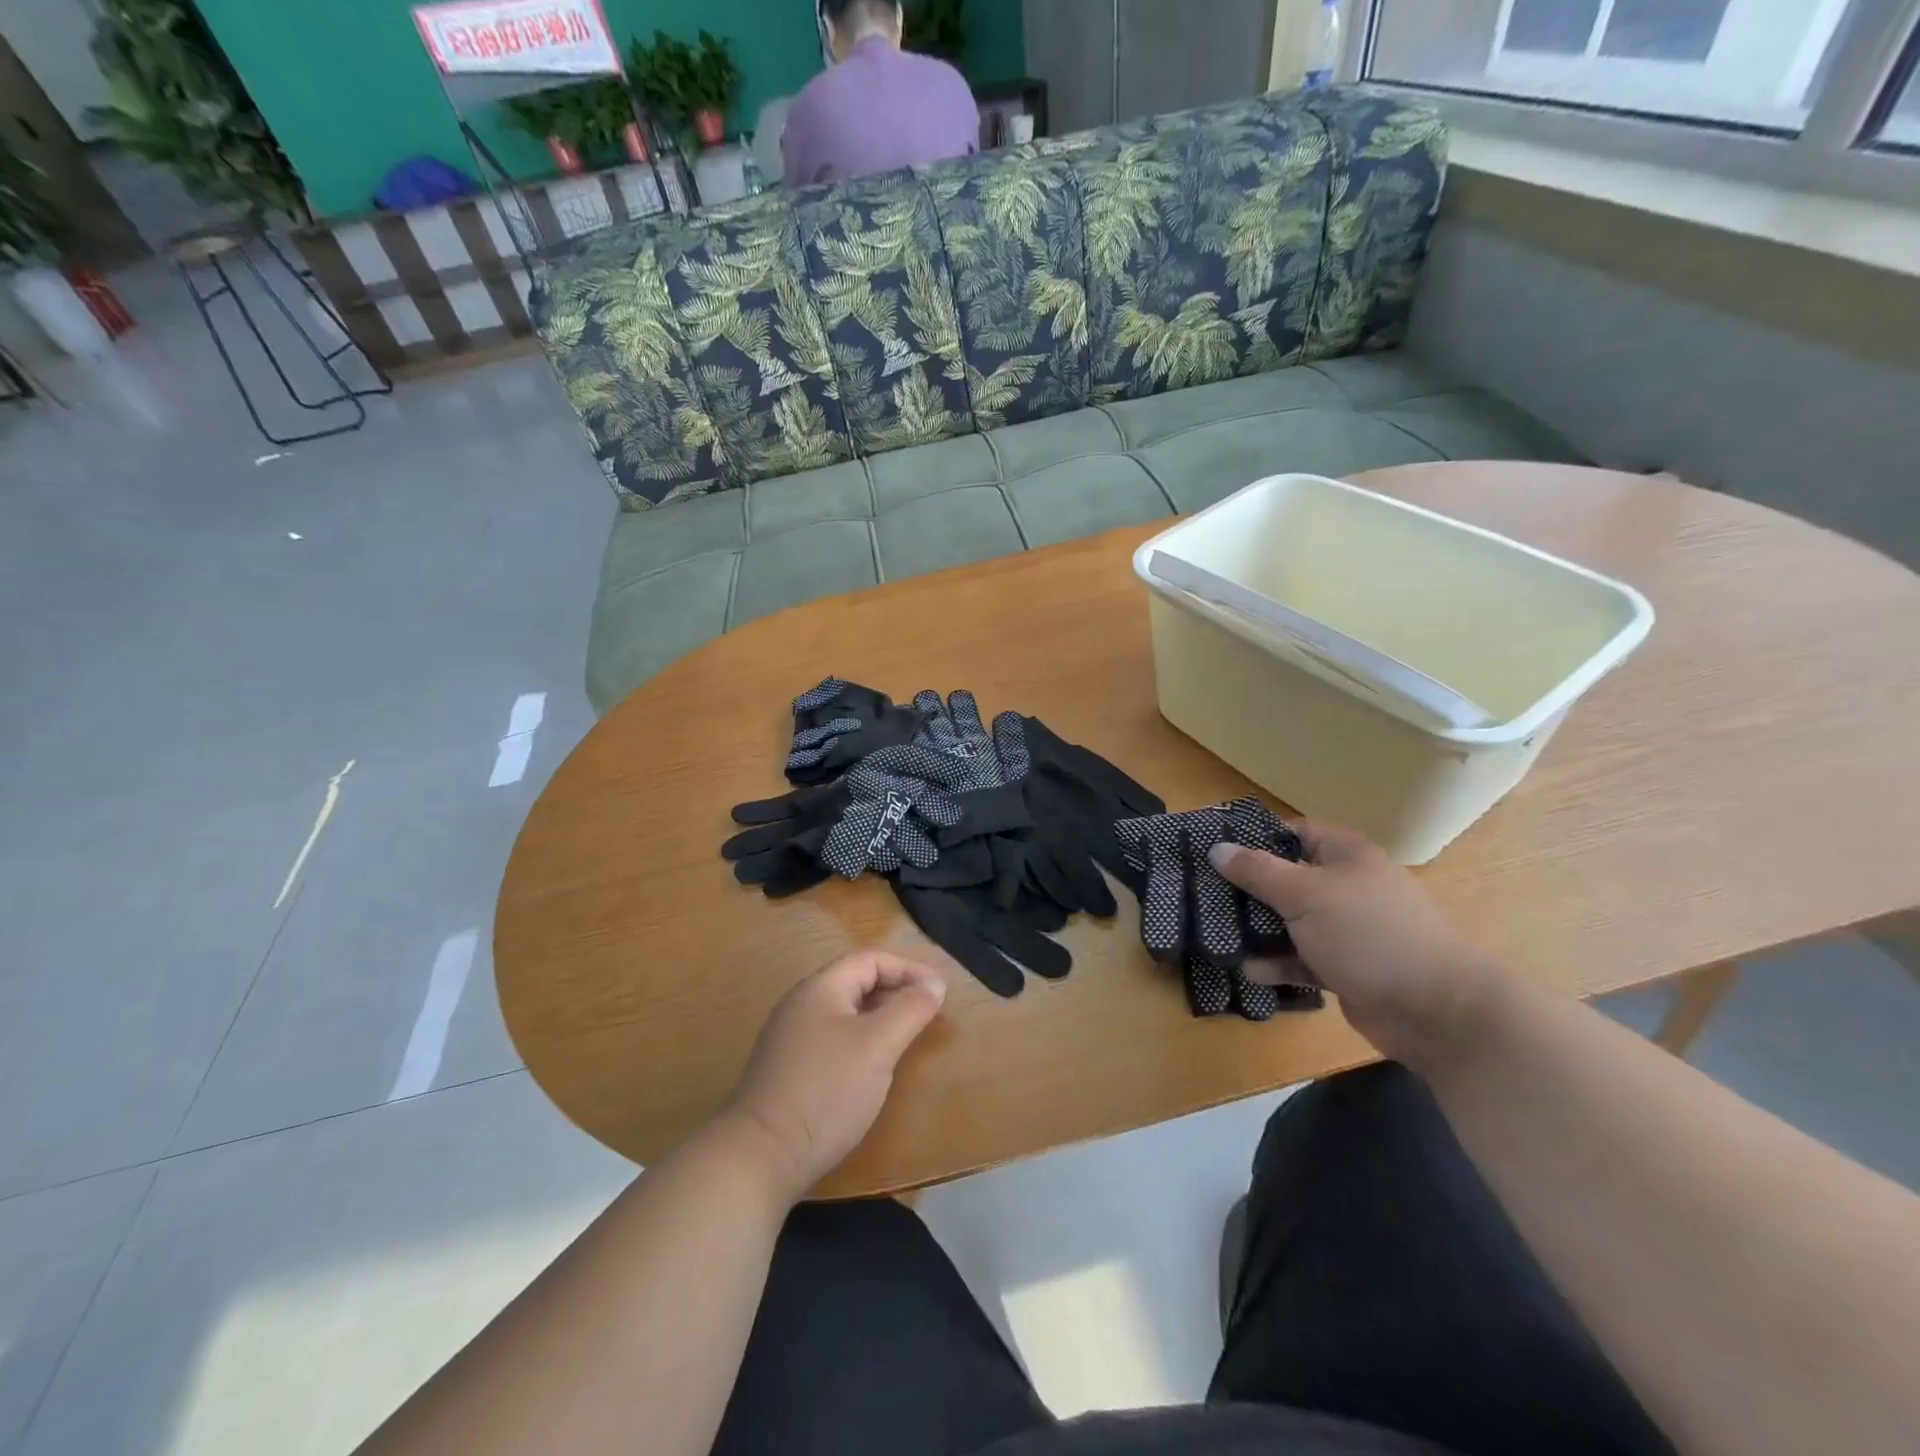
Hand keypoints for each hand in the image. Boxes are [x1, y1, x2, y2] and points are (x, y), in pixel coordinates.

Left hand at [722, 951, 946, 1202]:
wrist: (761, 1156)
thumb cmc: (826, 1091)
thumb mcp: (878, 1045)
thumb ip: (909, 1009)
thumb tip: (935, 983)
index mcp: (820, 988)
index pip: (870, 960)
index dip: (908, 969)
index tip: (939, 990)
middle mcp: (801, 1004)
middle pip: (855, 982)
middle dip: (895, 990)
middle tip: (927, 1011)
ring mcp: (790, 1037)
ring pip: (844, 1012)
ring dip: (879, 1016)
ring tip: (906, 1035)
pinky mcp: (788, 1068)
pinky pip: (833, 1037)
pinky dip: (861, 1039)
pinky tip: (872, 1066)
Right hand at [1210, 822, 1503, 1065]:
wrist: (1437, 1011)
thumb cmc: (1369, 934)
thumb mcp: (1306, 894)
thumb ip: (1258, 871)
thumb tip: (1217, 848)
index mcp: (1345, 855)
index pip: (1294, 832)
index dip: (1255, 837)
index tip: (1215, 848)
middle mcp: (1346, 886)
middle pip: (1287, 878)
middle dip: (1247, 887)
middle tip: (1203, 892)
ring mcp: (1347, 929)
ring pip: (1291, 920)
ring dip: (1257, 928)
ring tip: (1215, 932)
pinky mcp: (1345, 967)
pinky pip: (1301, 958)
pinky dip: (1277, 964)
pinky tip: (1248, 970)